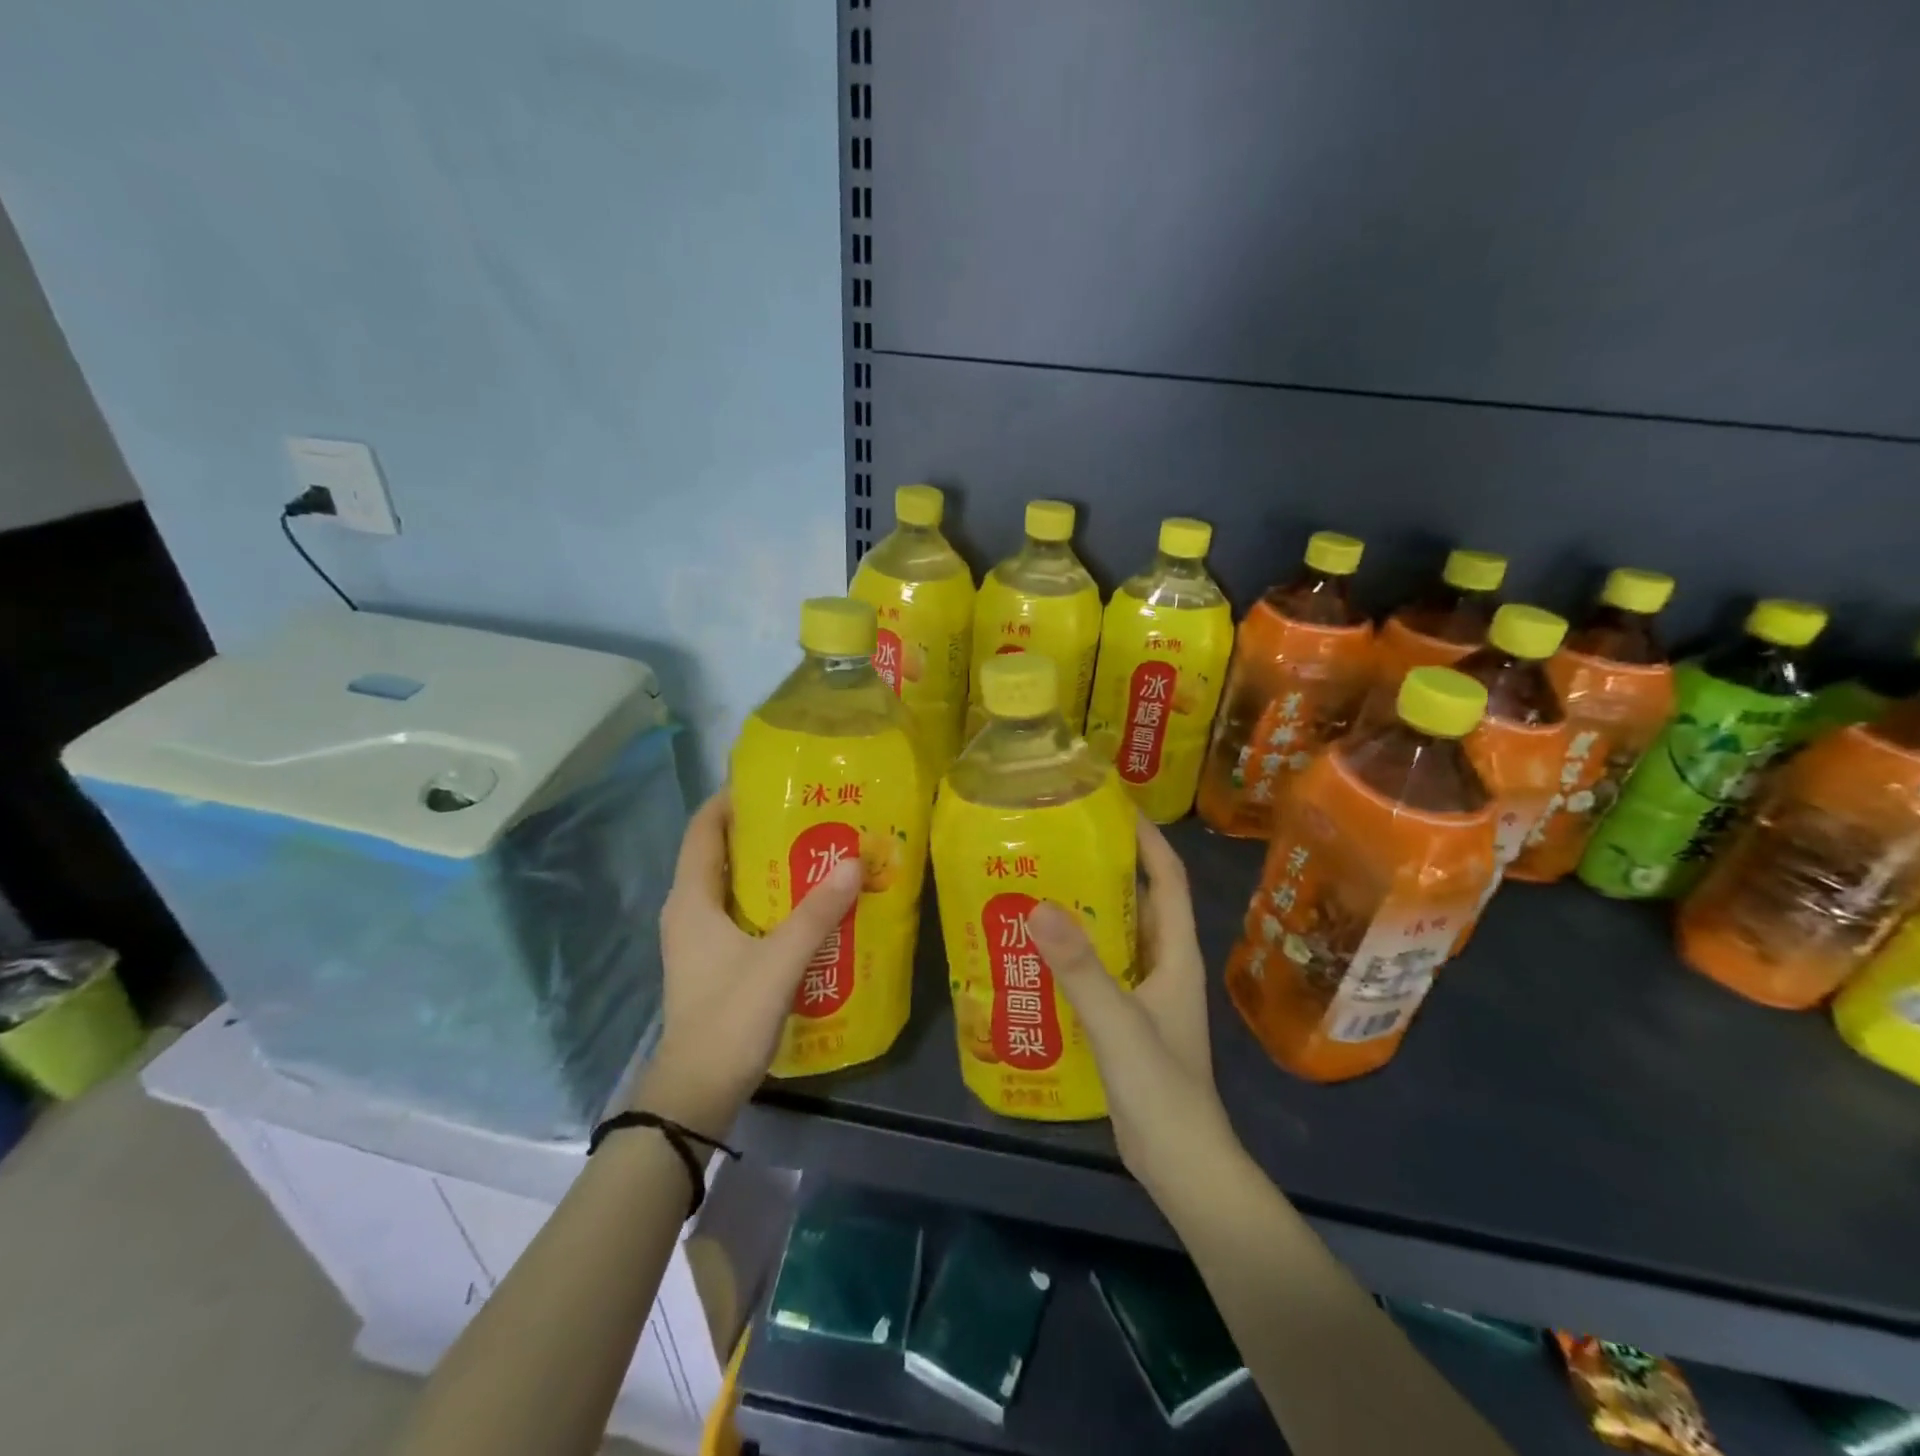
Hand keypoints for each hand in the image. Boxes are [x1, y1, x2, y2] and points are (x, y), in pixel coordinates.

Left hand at [635, 791, 861, 1138]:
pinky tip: (808, 906)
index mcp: (691, 899)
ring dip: (768, 868)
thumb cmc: (728, 1018)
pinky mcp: (714, 962)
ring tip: (817, 852)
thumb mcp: (778, 961)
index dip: (731, 799)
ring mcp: (699, 939)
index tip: (774, 782)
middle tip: (810, 816)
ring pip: (733, 886)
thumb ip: (817, 913)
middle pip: (721, 853)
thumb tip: (853, 861)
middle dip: (761, 831)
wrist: (695, 1096)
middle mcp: (689, 911)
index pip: (704, 829)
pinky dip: (769, 901)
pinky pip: (741, 914)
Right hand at [1028, 814, 1237, 1195]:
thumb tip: (1038, 906)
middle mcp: (1164, 963)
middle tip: (1056, 843)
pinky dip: (1075, 950)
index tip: (1112, 807)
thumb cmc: (1161, 1089)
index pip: (1167, 878)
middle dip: (1105, 867)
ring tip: (1038, 884)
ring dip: (1086, 909)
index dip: (1146, 839)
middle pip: (1139, 900)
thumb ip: (1080, 968)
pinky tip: (1037, 949)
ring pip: (1117, 934)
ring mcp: (1146, 990)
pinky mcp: (1126, 1015)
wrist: (1180, 1163)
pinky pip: (1101, 967)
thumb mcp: (1118, 1023)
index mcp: (1175, 953)